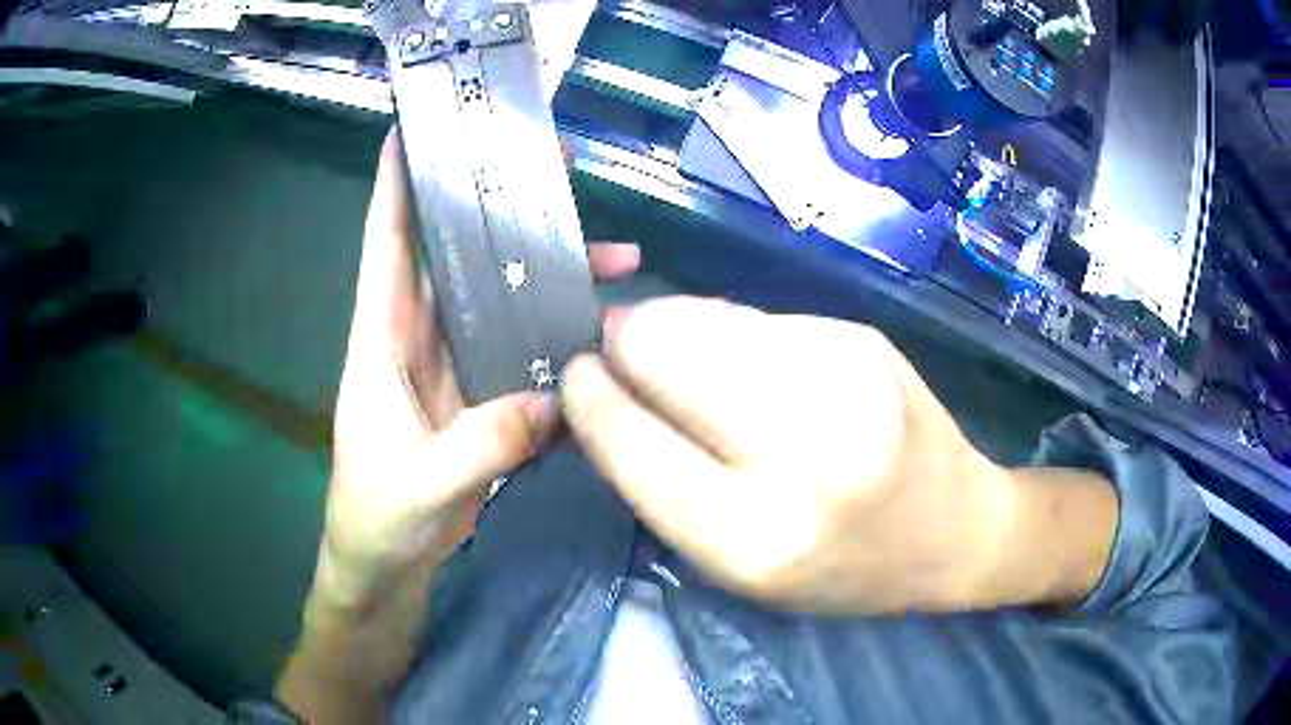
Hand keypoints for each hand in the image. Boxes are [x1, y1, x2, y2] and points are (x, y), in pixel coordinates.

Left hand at [321, 130, 639, 611]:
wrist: (387, 568)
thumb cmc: (376, 520)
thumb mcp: (419, 485)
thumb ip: (479, 446)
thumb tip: (551, 400)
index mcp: (381, 341)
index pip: (385, 244)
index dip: (395, 184)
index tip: (415, 128)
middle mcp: (418, 339)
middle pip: (457, 255)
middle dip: (498, 206)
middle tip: (552, 169)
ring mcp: (455, 368)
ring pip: (500, 299)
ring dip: (547, 273)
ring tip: (611, 251)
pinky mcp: (483, 400)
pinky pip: (523, 352)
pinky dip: (557, 337)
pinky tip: (599, 329)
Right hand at [561, 297, 1115, 613]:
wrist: (952, 528)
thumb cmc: (840, 568)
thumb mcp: (739, 562)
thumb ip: (666, 477)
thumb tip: (614, 377)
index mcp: (754, 536)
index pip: (632, 442)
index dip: (590, 398)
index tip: (576, 375)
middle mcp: (802, 452)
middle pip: (663, 347)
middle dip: (625, 341)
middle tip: (621, 351)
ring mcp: (842, 379)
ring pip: (706, 316)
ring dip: (677, 329)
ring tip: (690, 360)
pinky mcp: (863, 338)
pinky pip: (759, 316)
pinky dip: (734, 332)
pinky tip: (753, 360)